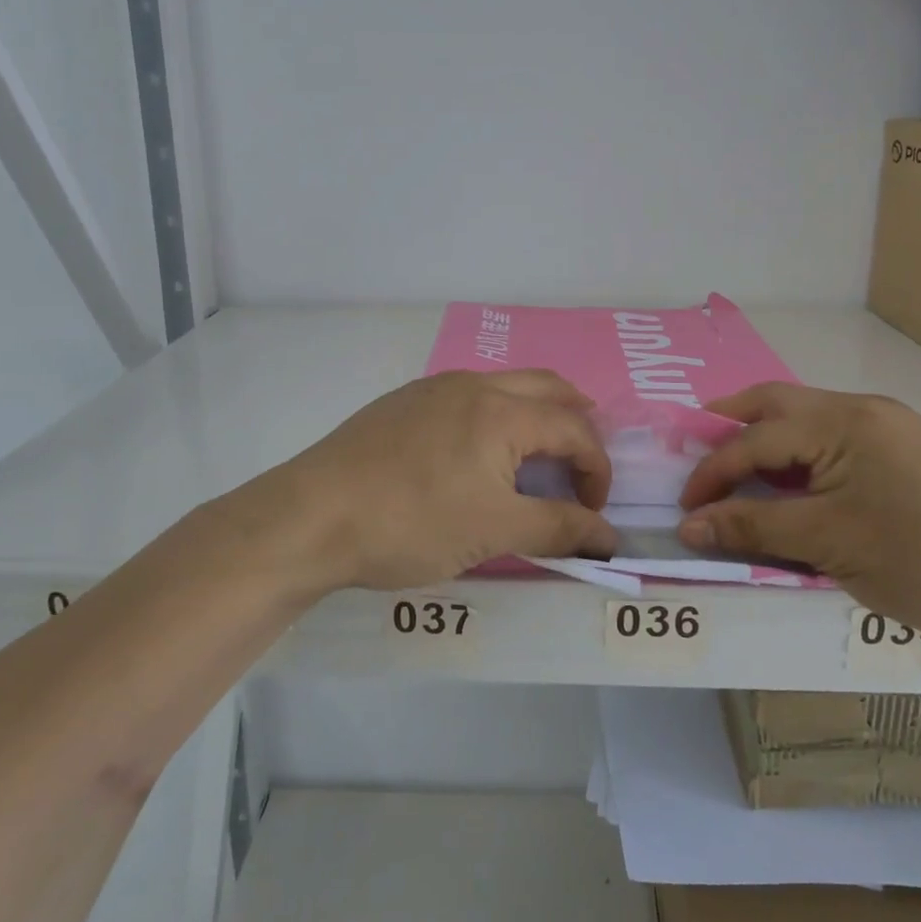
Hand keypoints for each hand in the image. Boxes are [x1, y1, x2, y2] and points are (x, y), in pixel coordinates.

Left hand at [267, 370, 616, 590]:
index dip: (596, 469)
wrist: (310, 516)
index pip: (574, 429)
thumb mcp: (493, 531)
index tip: (592, 513)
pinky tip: (477, 452)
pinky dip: (496, 414)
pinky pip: (468, 395)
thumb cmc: (411, 523)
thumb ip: (558, 528)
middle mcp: (473, 384)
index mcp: (502, 410)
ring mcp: (433, 388)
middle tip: (582, 463)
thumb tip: (609, 537)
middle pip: (547, 387)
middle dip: (576, 421)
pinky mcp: (403, 402)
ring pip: (505, 385)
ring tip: (537, 454)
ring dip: (535, 412)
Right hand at [677, 384, 920, 639]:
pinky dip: (802, 452)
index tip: (686, 508)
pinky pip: (836, 436)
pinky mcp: (909, 447)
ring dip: (768, 438)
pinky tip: (799, 481)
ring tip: (742, 469)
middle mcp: (863, 409)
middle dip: (731, 423)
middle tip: (697, 450)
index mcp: (841, 422)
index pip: (755, 440)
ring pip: (808, 418)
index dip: (712, 472)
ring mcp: (890, 425)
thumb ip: (752, 526)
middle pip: (778, 403)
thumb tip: (689, 525)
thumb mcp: (827, 543)